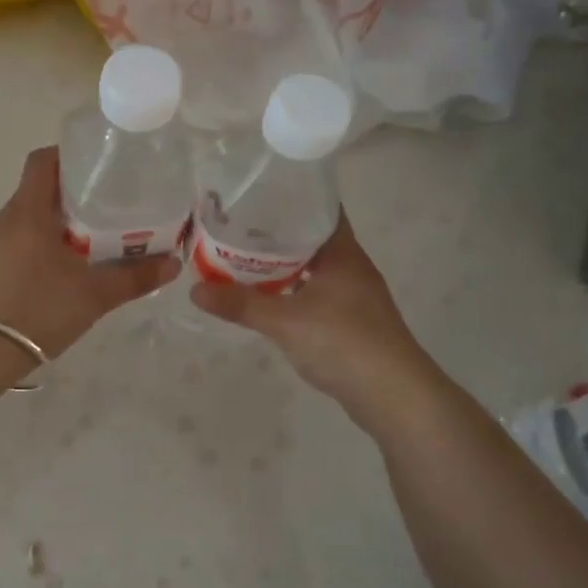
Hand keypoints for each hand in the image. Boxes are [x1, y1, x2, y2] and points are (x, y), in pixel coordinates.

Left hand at [0, 147, 179, 360]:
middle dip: (72, 194)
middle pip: (38, 190)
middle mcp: (3, 219)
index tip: (99, 168)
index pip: (43, 160)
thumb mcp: (94, 295)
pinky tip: (58, 271)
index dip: (70, 156)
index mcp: (28, 211)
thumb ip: (135, 277)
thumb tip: (174, 264)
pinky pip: (14, 242)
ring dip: (55, 222)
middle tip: (107, 208)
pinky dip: (37, 244)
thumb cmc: (38, 310)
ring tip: (89, 240)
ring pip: (27, 218)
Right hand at [191, 213, 434, 422]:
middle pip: (313, 238)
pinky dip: (293, 290)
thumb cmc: (344, 343)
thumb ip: (240, 304)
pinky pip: (316, 293)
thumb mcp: (285, 321)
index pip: (321, 208)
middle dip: (278, 232)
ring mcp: (354, 296)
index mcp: (343, 253)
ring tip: (244, 258)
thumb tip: (194, 289)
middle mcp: (352, 267)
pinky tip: (269, 297)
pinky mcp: (352, 322)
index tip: (258, 192)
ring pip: (314, 268)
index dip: (292, 197)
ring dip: (284, 264)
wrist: (394, 396)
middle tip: (237, 224)